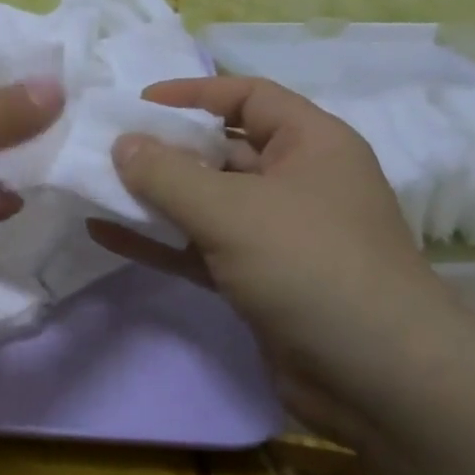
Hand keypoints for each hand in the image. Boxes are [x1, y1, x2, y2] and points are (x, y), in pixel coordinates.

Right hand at [90, 76, 458, 438]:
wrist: (380, 382)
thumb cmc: (311, 266)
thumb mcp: (232, 210)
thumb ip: (168, 174)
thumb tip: (121, 144)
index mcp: (311, 145)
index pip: (248, 97)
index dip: (194, 93)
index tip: (139, 102)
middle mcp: (296, 182)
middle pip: (221, 150)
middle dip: (164, 149)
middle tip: (106, 148)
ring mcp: (277, 235)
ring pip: (206, 202)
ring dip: (154, 197)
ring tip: (94, 187)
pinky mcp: (258, 280)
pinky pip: (198, 247)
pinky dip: (158, 240)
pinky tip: (106, 234)